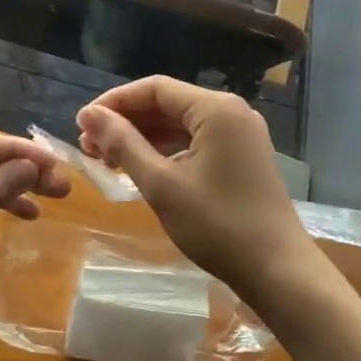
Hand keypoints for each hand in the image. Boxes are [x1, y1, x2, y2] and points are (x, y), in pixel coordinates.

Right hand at [77, 77, 318, 308]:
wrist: (278, 271)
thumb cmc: (217, 225)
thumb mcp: (161, 184)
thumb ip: (123, 144)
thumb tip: (89, 115)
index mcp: (215, 109)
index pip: (154, 88)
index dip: (114, 102)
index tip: (81, 123)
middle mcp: (231, 112)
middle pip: (167, 103)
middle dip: (126, 121)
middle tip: (89, 146)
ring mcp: (240, 135)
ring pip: (180, 124)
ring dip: (143, 137)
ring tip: (107, 159)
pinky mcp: (242, 156)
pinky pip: (195, 141)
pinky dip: (166, 151)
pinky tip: (141, 168)